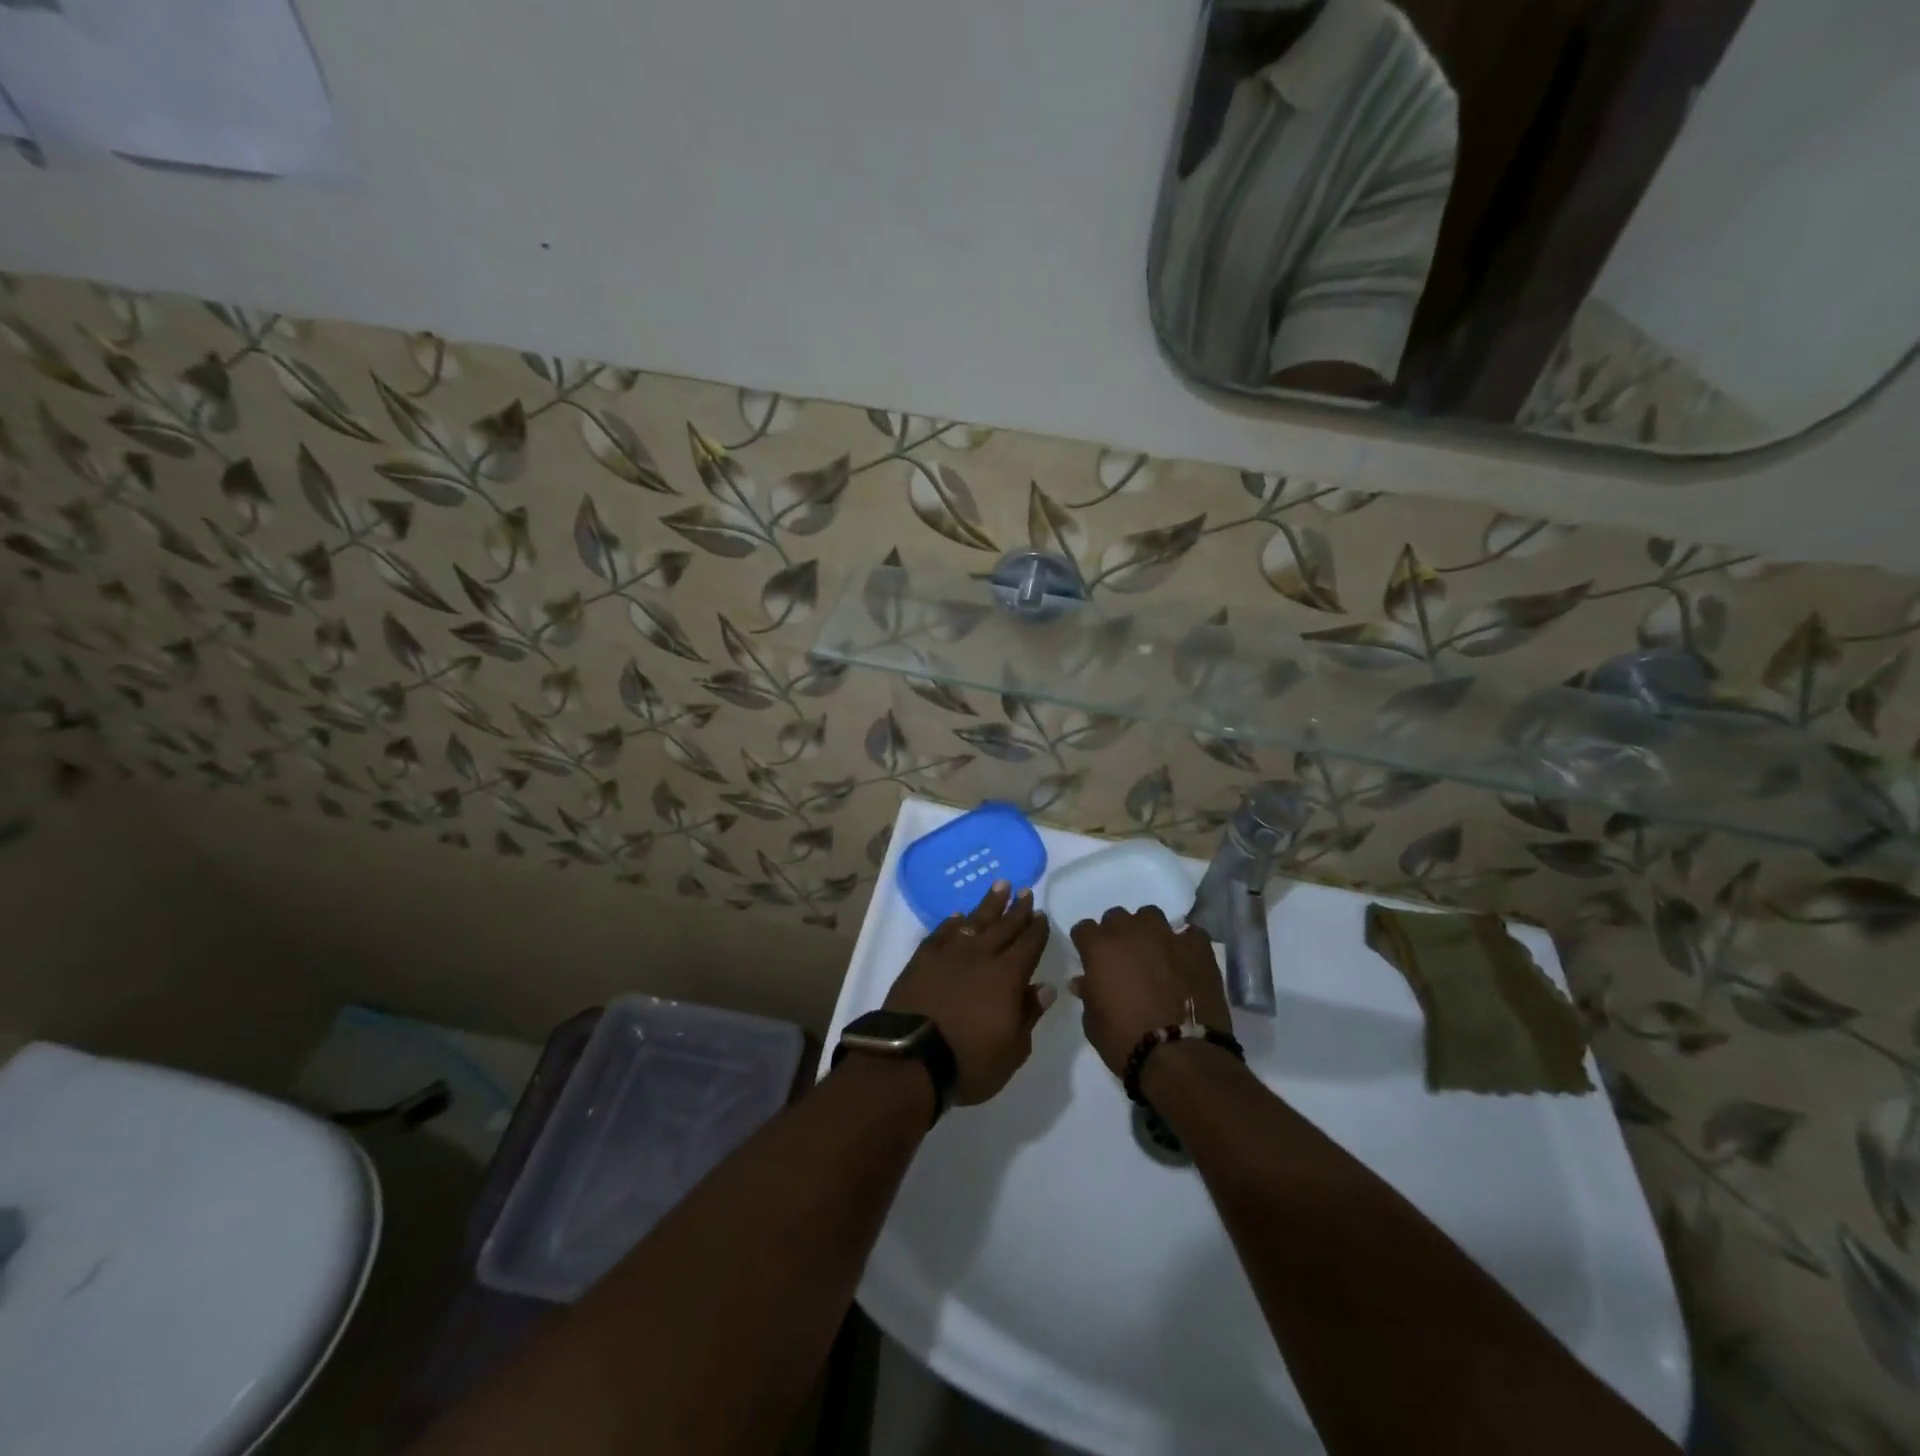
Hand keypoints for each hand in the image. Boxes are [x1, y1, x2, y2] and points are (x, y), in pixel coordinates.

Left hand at [884, 882, 1053, 1104]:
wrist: (911, 1057)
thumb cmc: (970, 1061)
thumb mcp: (1013, 1050)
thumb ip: (1029, 1014)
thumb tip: (1044, 987)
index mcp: (1008, 976)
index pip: (1028, 945)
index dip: (1036, 930)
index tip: (1041, 914)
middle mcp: (981, 956)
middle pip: (1004, 926)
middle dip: (1017, 909)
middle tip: (1025, 891)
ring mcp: (950, 954)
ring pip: (974, 921)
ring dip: (989, 903)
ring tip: (1000, 885)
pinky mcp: (923, 958)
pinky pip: (942, 933)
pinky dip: (952, 923)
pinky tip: (958, 916)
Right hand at [1068, 905, 1230, 1077]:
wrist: (1181, 1056)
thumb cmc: (1126, 1041)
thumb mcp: (1093, 1023)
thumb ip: (1088, 994)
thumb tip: (1084, 981)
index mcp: (1099, 948)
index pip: (1083, 929)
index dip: (1086, 944)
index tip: (1090, 959)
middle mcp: (1131, 932)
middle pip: (1116, 917)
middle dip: (1116, 934)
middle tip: (1123, 958)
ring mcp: (1167, 936)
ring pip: (1151, 916)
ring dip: (1148, 931)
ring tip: (1154, 953)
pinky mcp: (1198, 948)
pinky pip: (1190, 934)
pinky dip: (1185, 944)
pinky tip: (1185, 961)